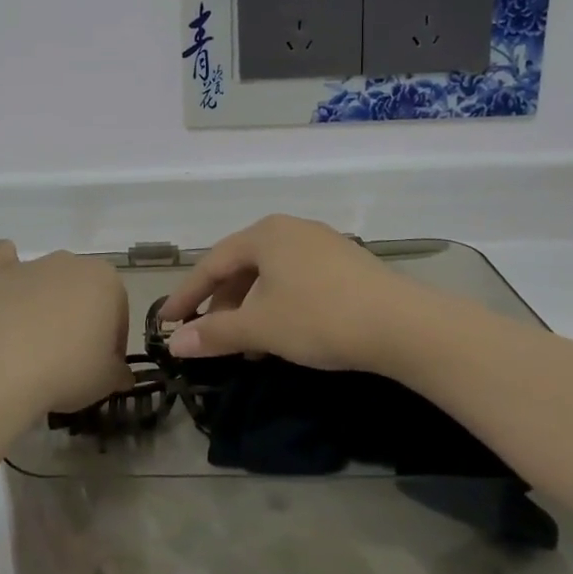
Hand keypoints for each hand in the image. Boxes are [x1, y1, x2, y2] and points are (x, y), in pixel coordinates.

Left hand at [0, 241, 131, 414]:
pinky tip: (5, 291)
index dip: (112, 343)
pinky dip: (8, 272)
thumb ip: (119, 373)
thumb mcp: (107, 382)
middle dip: (80, 318)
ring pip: (47, 279)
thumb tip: (120, 375)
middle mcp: (70, 263)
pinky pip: (4, 259)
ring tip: (34, 342)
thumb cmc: (67, 371)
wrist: (4, 368)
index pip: (118, 313)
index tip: (101, 367)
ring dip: (46, 301)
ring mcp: (31, 265)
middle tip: (70, 357)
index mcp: (106, 281)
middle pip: (82, 292)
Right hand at [157, 215, 448, 378]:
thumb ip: (215, 333)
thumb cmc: (321, 317)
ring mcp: (322, 245)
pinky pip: (296, 281)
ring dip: (250, 308)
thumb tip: (175, 344)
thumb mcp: (261, 327)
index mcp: (264, 234)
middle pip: (241, 267)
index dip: (186, 295)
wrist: (406, 326)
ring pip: (270, 276)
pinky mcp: (347, 265)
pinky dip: (278, 305)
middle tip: (206, 334)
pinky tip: (282, 335)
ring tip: (245, 344)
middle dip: (221, 303)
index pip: (212, 264)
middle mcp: (290, 229)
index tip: (166, 321)